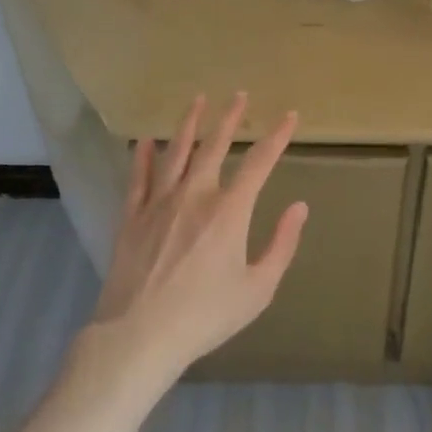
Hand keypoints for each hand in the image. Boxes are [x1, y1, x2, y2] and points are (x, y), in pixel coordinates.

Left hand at [91, 92, 308, 375]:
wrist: (139, 336)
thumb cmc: (205, 316)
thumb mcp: (258, 289)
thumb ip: (281, 244)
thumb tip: (299, 206)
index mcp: (229, 211)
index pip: (259, 163)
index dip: (277, 137)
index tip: (289, 116)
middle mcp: (195, 196)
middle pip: (214, 146)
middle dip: (229, 118)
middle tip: (238, 95)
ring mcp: (159, 203)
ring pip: (176, 153)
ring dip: (188, 124)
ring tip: (197, 100)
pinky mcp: (132, 218)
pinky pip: (138, 179)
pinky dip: (143, 157)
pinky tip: (145, 141)